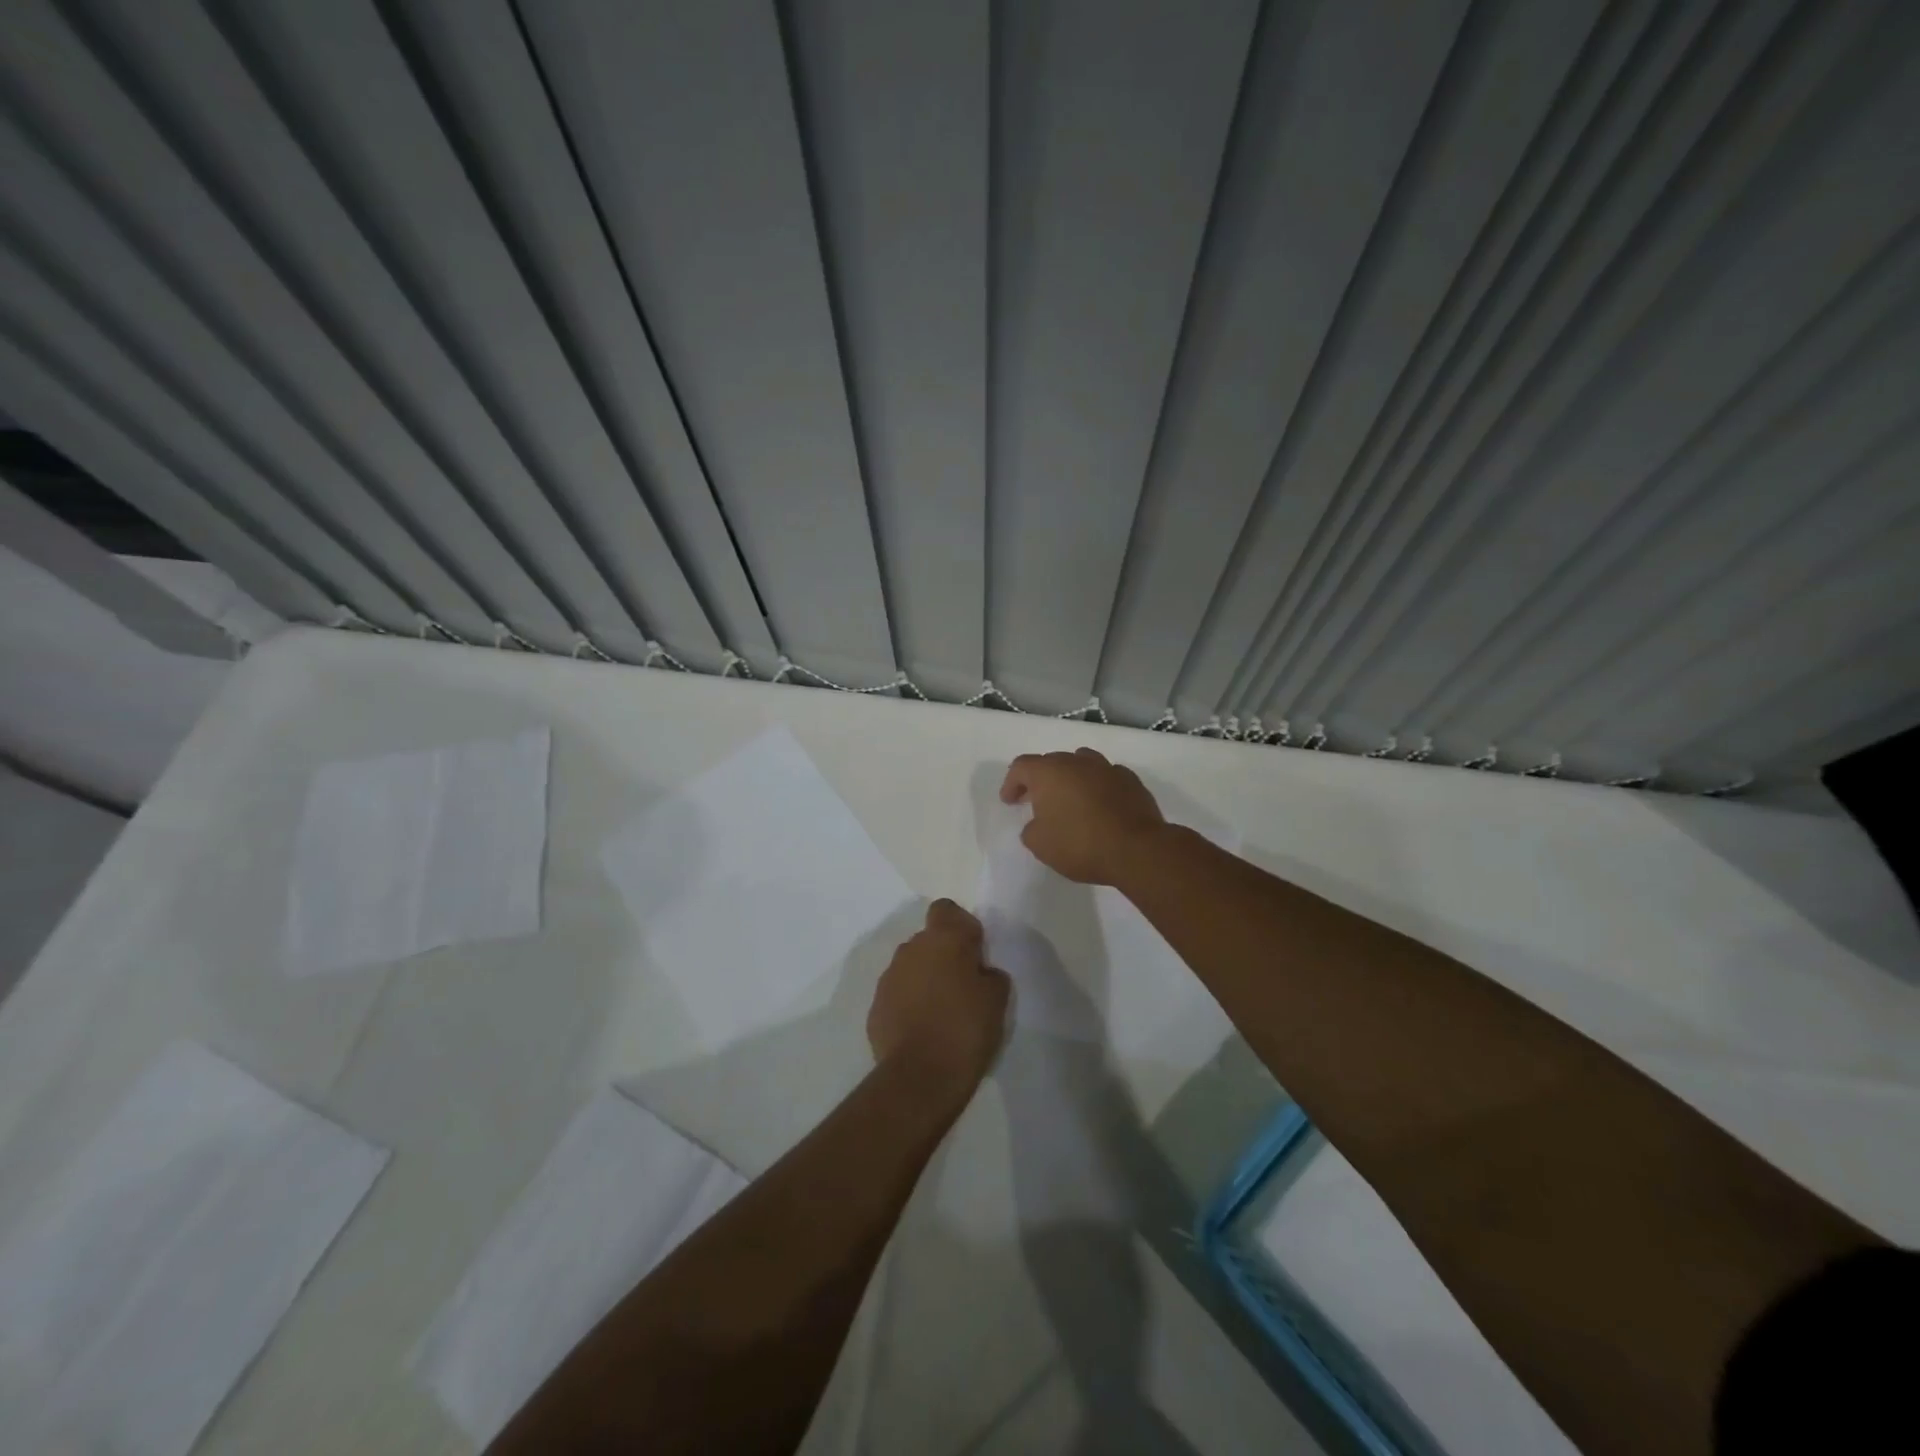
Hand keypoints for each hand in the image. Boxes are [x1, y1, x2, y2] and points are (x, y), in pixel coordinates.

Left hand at [868, 900, 1009, 1097]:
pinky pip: (898, 994)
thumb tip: (980, 973)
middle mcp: (911, 949)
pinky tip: (923, 1030)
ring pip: (912, 966)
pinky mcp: (876, 1005)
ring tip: (942, 1012)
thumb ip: (989, 974)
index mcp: (943, 939)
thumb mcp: (997, 999)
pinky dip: (910, 1003)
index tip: (974, 952)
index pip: (946, 909)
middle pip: (929, 939)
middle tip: (963, 986)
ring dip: (925, 979)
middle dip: (944, 955)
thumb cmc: (965, 1029)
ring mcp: (889, 977)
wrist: (920, 1077)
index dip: (961, 926)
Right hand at [998, 747, 1166, 884]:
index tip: (1010, 802)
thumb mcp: (1040, 845)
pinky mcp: (1131, 780)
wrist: (1136, 850)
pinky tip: (1100, 805)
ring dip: (1071, 778)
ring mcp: (1107, 768)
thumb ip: (1031, 829)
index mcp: (1049, 772)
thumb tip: (1037, 823)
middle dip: (1041, 780)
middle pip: (1052, 762)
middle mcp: (1077, 762)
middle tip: (1037, 801)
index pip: (1021, 766)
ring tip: (1070, 799)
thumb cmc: (1080, 845)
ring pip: (1082, 763)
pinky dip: (1098, 786)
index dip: (1011, 783)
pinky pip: (1106, 777)